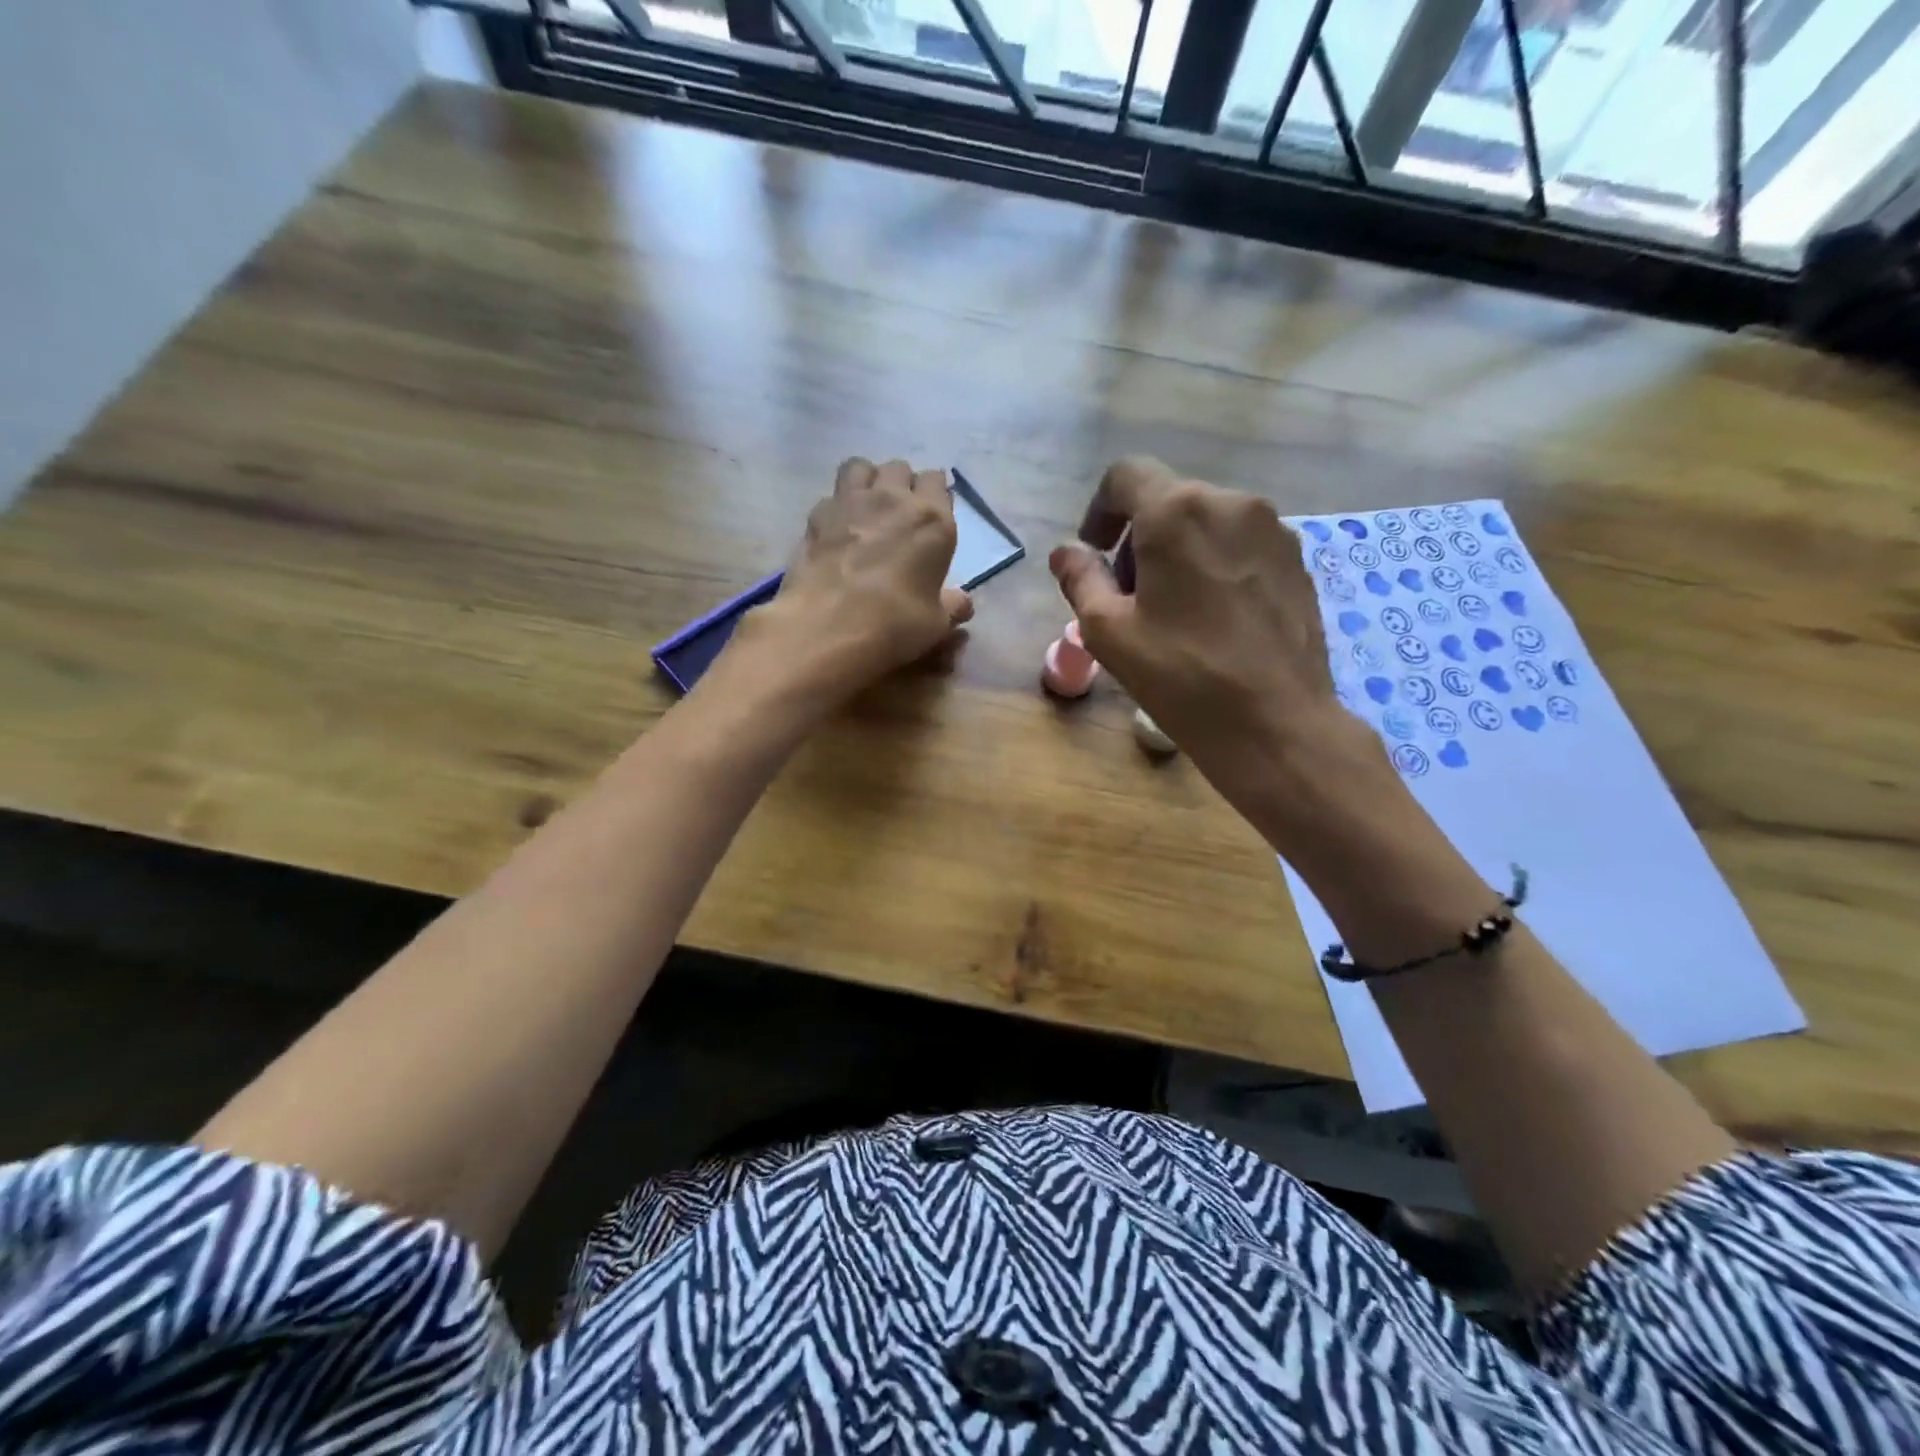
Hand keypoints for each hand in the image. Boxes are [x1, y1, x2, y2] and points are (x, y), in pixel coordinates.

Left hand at [751, 458, 973, 700]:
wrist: (831, 625)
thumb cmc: (896, 623)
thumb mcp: (936, 623)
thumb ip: (952, 606)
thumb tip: (963, 603)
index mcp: (932, 520)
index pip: (937, 481)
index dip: (934, 496)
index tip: (931, 518)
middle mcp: (893, 499)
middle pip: (900, 468)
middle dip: (902, 484)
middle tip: (900, 513)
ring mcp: (851, 502)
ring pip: (861, 467)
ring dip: (868, 481)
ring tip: (867, 507)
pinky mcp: (818, 515)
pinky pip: (832, 495)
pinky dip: (837, 506)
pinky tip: (837, 530)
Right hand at [1050, 458, 1392, 837]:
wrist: (1276, 724)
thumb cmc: (1182, 677)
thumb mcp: (1108, 632)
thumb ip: (1081, 579)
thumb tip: (1067, 550)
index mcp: (1178, 512)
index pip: (1126, 475)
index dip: (1100, 510)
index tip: (1096, 554)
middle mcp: (1232, 503)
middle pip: (1168, 500)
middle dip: (1139, 539)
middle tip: (1129, 597)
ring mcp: (1274, 530)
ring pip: (1207, 522)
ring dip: (1178, 552)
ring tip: (1173, 612)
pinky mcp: (1298, 561)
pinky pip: (1241, 545)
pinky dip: (1215, 565)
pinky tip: (1214, 620)